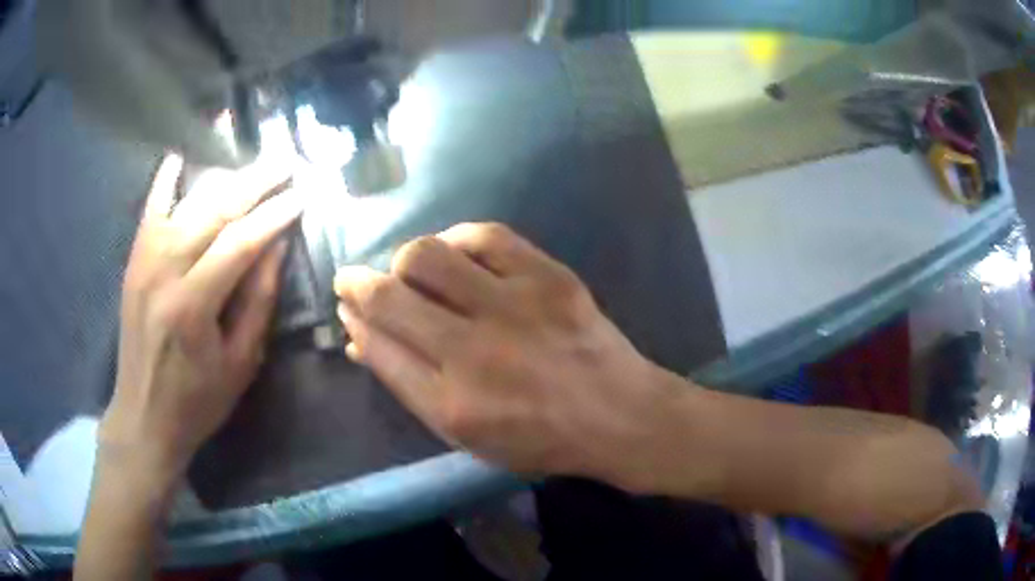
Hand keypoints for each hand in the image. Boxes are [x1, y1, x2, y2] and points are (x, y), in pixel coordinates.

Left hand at [100, 154, 301, 483]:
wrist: (143, 414)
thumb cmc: (197, 400)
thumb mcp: (239, 363)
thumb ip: (258, 302)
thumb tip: (277, 247)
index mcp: (192, 306)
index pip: (239, 243)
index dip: (274, 216)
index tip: (303, 195)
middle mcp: (164, 272)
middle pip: (214, 212)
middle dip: (255, 184)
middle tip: (286, 163)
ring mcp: (144, 261)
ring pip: (187, 204)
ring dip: (224, 180)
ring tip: (253, 167)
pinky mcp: (134, 261)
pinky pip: (150, 210)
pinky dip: (164, 182)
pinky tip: (178, 157)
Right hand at [334, 223, 679, 485]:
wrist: (617, 413)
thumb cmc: (539, 436)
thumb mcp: (467, 434)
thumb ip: (409, 385)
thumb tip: (360, 337)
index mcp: (453, 403)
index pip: (377, 344)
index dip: (353, 316)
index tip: (345, 303)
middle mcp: (474, 352)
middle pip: (389, 297)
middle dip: (357, 283)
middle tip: (355, 279)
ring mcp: (514, 306)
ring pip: (426, 256)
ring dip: (404, 261)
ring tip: (411, 272)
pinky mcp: (548, 276)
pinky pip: (483, 235)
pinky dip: (456, 240)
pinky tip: (454, 254)